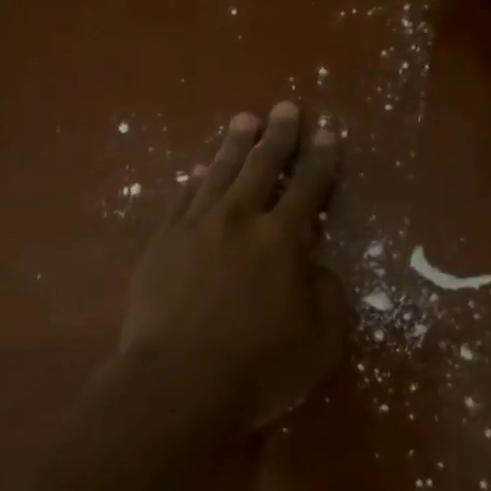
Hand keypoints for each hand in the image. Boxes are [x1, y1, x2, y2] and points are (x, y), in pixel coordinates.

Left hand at [122, 104, 349, 429]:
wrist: (177, 383)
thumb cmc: (258, 366)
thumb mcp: (322, 341)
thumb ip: (329, 296)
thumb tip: (318, 268)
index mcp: (283, 239)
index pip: (309, 187)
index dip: (321, 158)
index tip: (326, 131)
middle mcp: (240, 219)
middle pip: (262, 166)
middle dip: (278, 135)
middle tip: (284, 108)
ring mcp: (195, 226)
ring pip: (219, 172)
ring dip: (235, 145)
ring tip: (244, 120)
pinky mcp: (162, 241)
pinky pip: (182, 198)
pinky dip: (195, 180)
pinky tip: (198, 172)